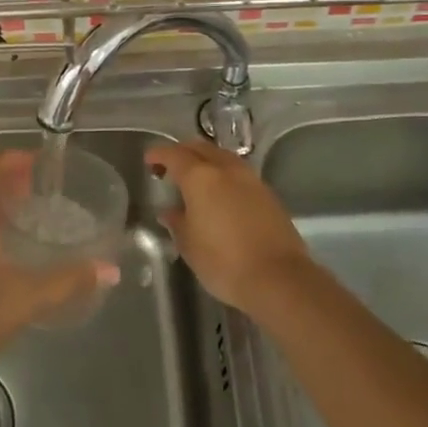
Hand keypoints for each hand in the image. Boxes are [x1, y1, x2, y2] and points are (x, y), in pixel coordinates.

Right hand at [147, 139, 313, 315]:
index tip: (149, 160)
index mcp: (201, 178)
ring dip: (206, 161)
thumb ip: (177, 222)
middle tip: (169, 167)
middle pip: (201, 148)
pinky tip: (220, 194)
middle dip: (182, 152)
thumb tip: (170, 211)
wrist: (278, 278)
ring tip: (195, 180)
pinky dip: (224, 175)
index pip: (174, 155)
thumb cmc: (224, 262)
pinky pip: (239, 173)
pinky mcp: (268, 194)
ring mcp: (251, 180)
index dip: (159, 154)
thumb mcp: (189, 246)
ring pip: (223, 157)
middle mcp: (227, 170)